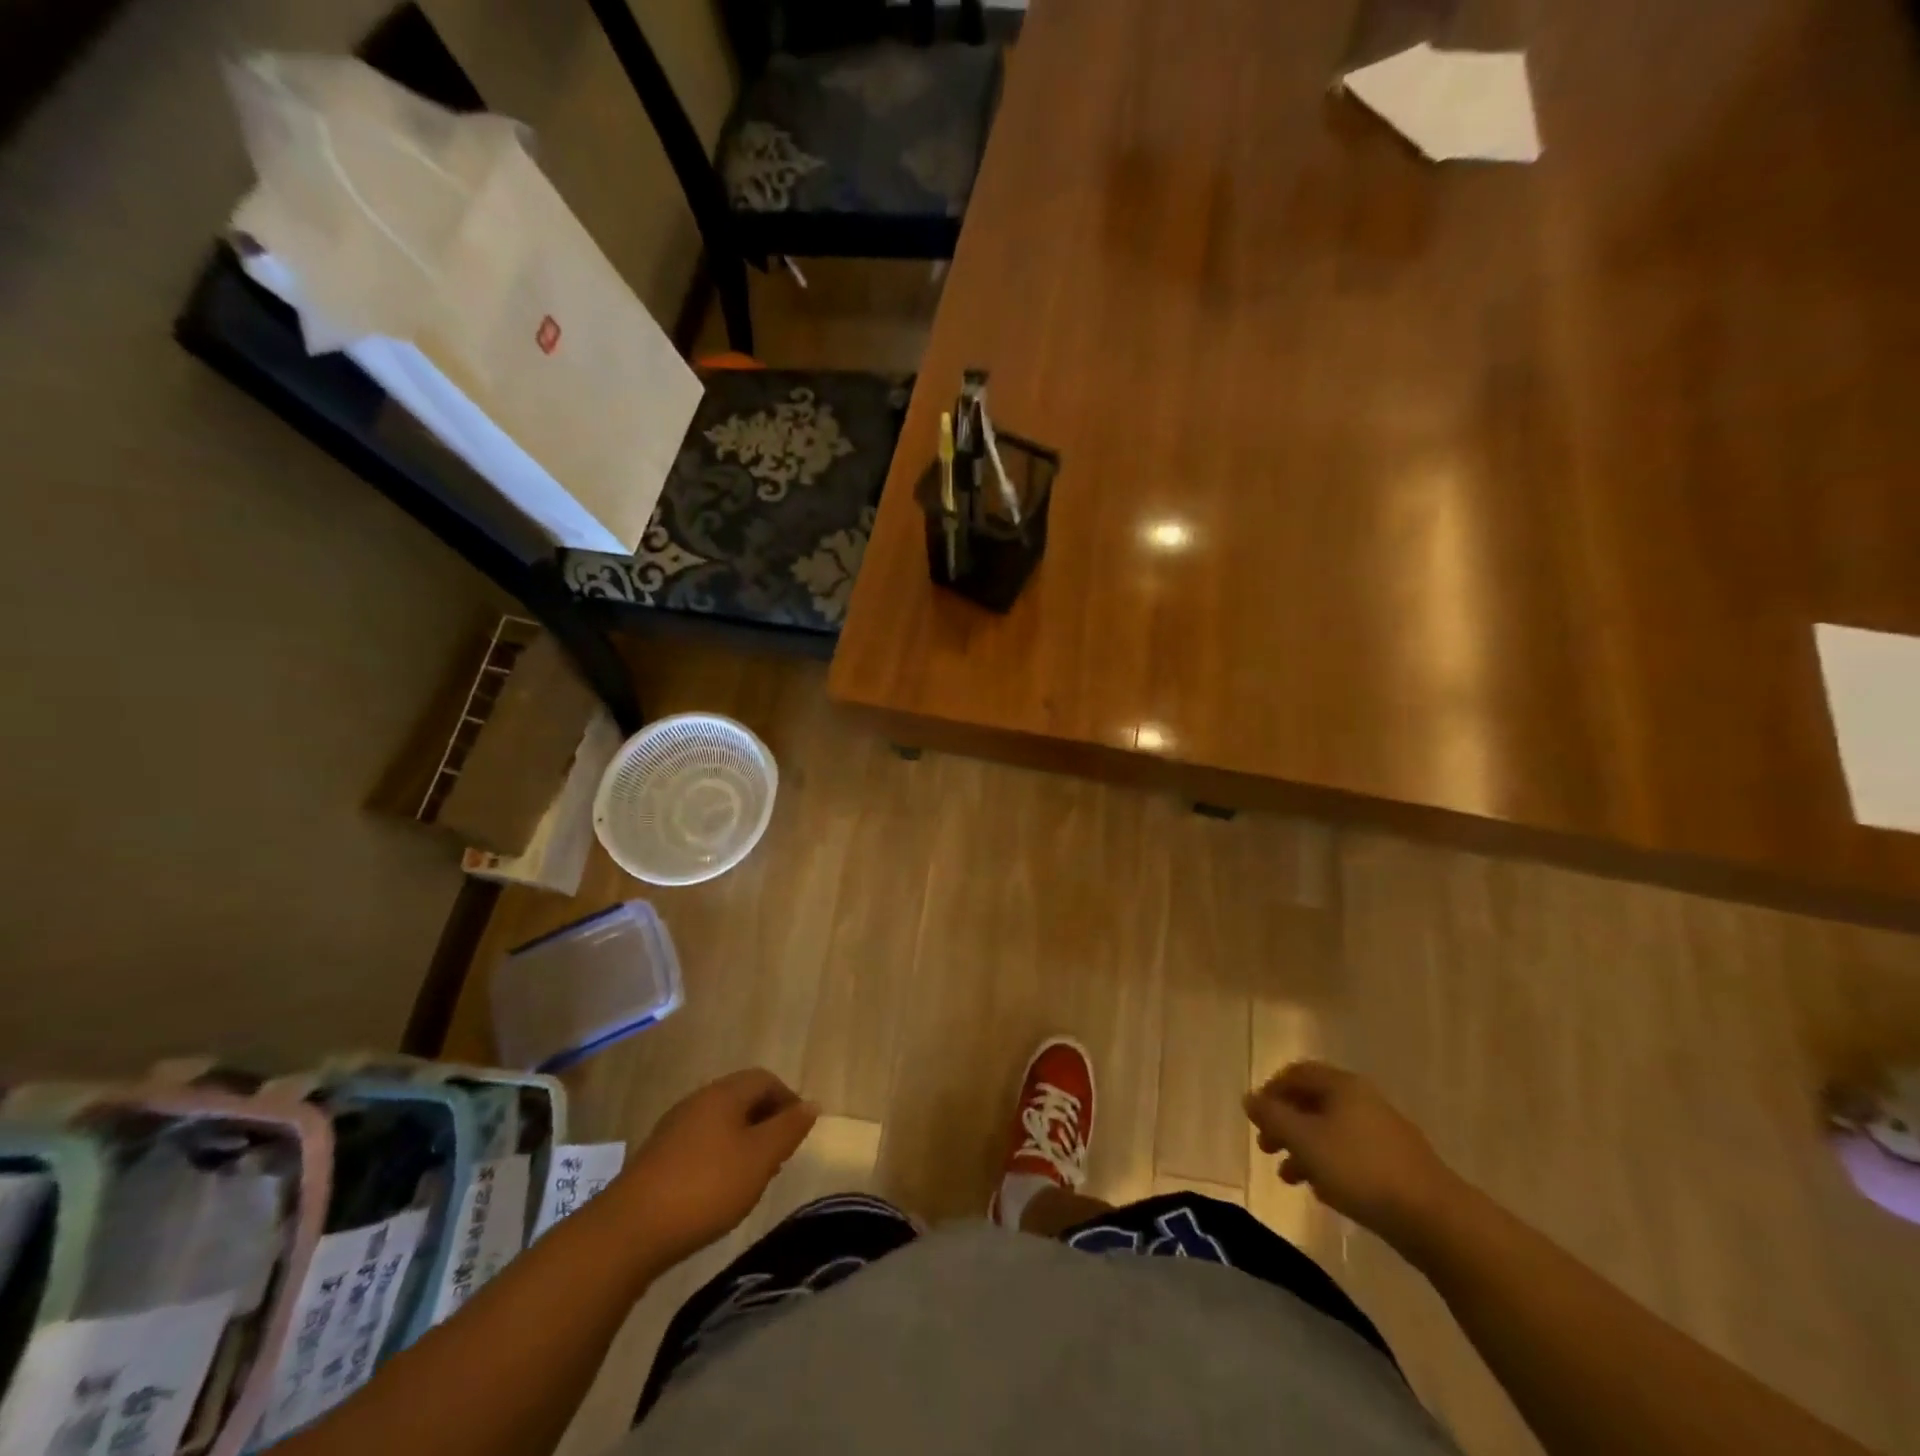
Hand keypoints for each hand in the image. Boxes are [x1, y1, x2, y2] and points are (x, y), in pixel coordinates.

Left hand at [615, 1069, 818, 1268]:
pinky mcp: (658, 1157)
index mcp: (724, 1093)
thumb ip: (788, 1129)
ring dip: (743, 1141)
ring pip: (721, 1122)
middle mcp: (698, 1100)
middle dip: (766, 1121)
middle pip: (742, 1098)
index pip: (765, 1079)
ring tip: (753, 1177)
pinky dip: (719, 1156)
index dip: (788, 1100)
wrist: (630, 1230)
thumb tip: (811, 1104)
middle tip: (780, 1156)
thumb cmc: (706, 1187)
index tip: (798, 1133)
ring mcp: (674, 1128)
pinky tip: (719, 1190)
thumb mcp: (760, 1158)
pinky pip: (700, 1143)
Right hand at [1243, 1061, 1463, 1251]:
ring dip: (1304, 1149)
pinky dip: (1329, 1164)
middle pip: (1313, 1102)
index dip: (1271, 1090)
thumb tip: (1249, 1098)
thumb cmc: (1360, 1169)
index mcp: (1342, 1085)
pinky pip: (1351, 1153)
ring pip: (1331, 1131)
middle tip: (1265, 1147)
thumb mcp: (1305, 1140)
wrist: (1434, 1218)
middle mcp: (1363, 1100)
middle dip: (1285, 1123)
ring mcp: (1383, 1131)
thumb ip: (1273, 1116)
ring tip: (1288, 1177)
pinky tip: (1321, 1190)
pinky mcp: (1397, 1163)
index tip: (1256, 1117)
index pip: (1297, 1073)